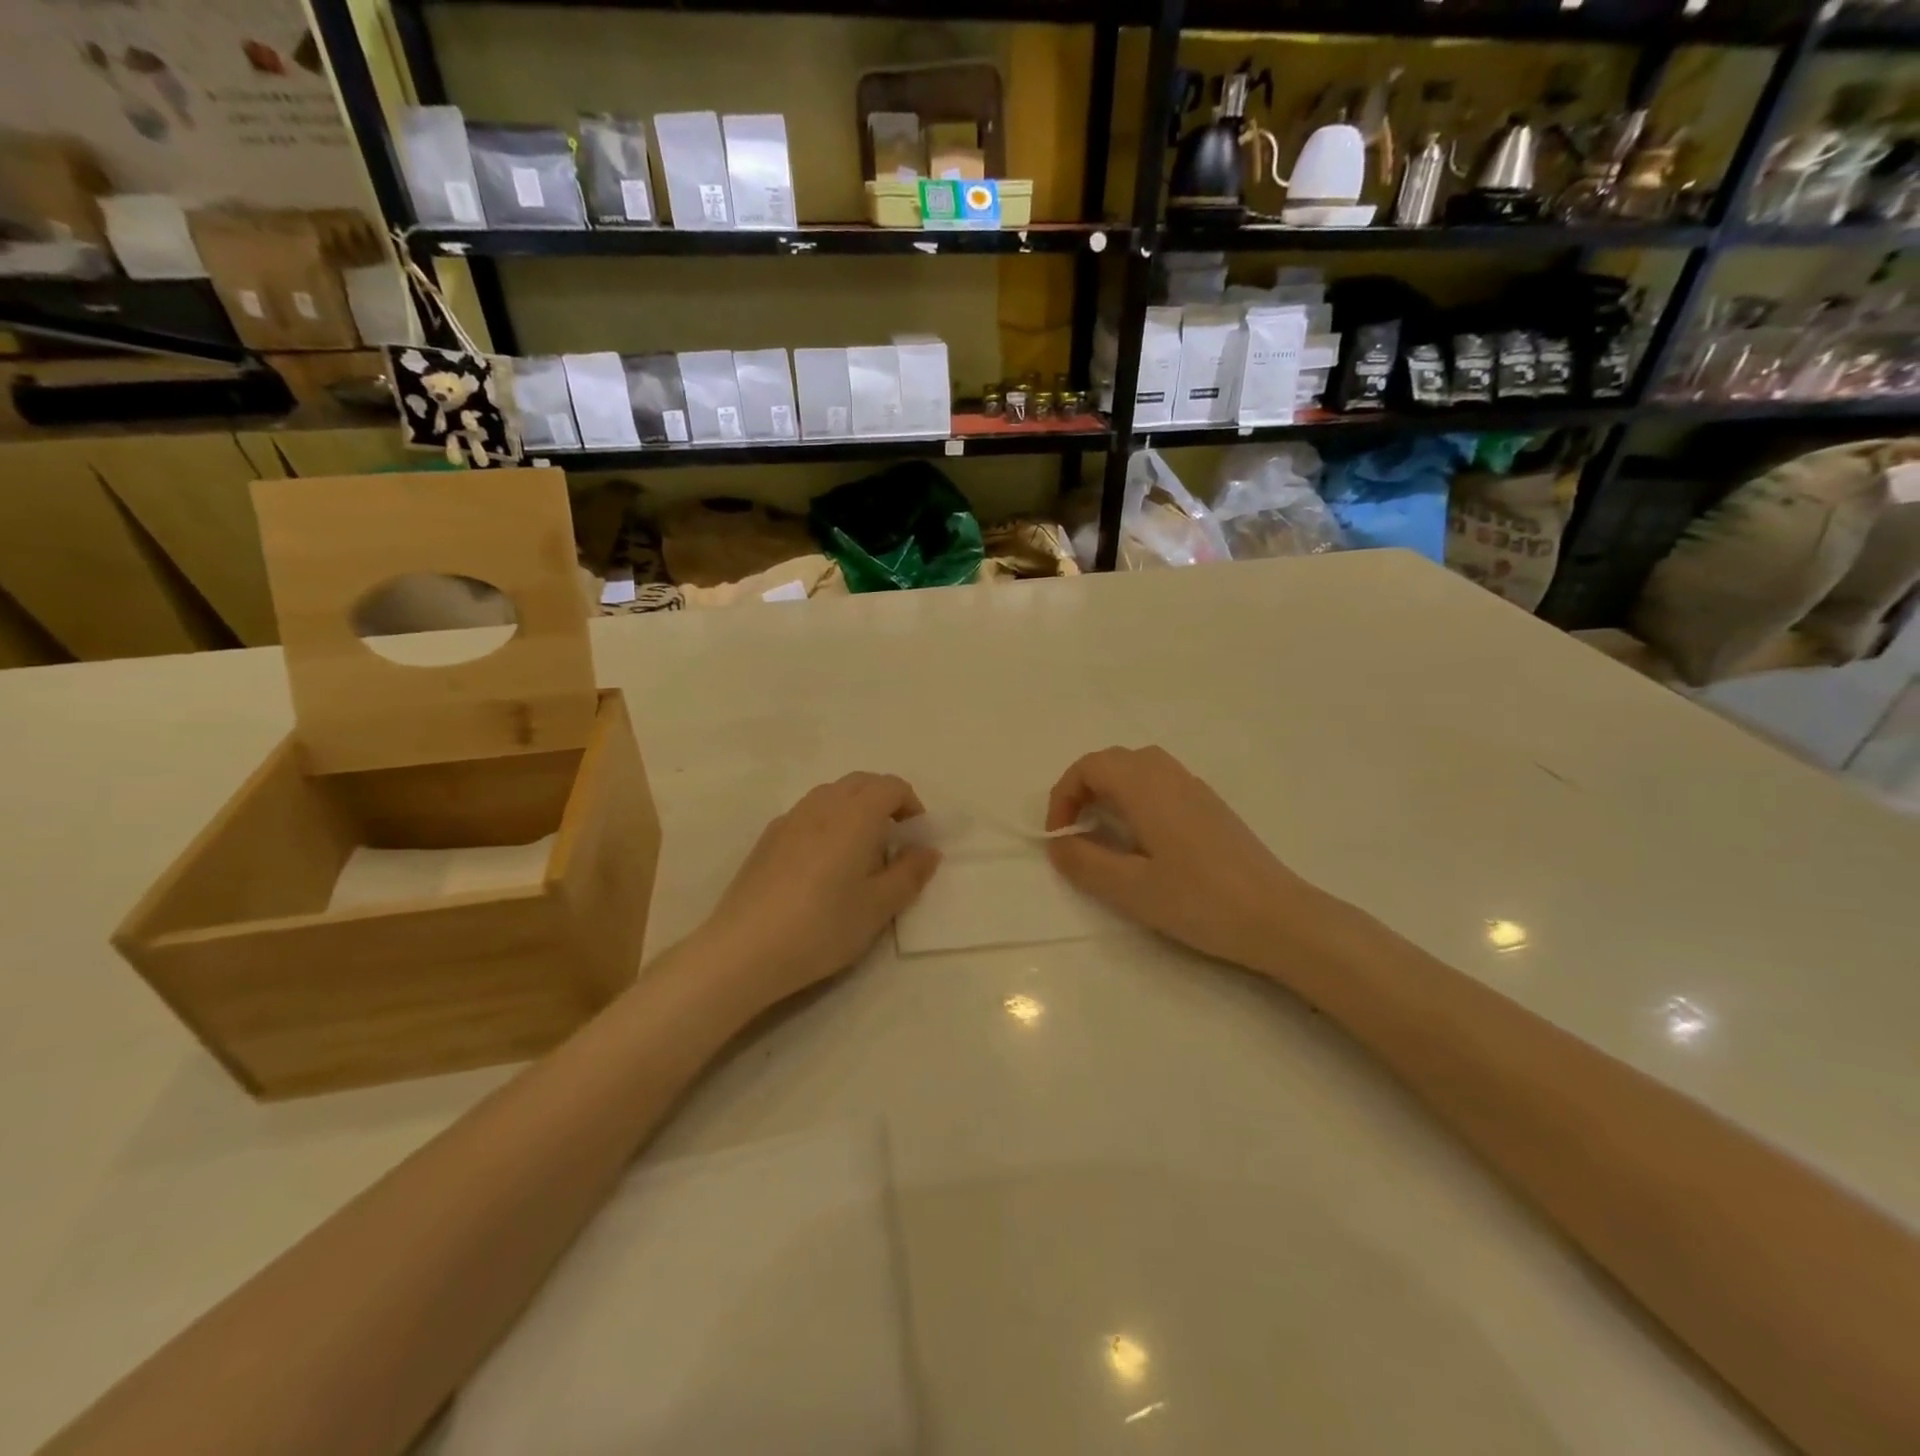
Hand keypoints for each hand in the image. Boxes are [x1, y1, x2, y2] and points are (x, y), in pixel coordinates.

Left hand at [692, 773, 940, 1015]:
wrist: (744, 950)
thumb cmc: (822, 927)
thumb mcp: (878, 908)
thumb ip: (909, 874)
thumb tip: (928, 850)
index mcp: (855, 816)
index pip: (891, 786)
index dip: (911, 804)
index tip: (915, 838)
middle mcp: (822, 805)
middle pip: (861, 782)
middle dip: (884, 800)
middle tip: (893, 841)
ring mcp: (790, 819)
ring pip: (831, 794)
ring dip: (854, 809)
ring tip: (858, 853)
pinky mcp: (767, 838)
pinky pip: (807, 813)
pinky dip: (827, 822)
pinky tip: (822, 865)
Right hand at [1045, 746, 1343, 973]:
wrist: (1278, 917)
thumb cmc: (1200, 901)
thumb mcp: (1131, 889)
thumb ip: (1085, 862)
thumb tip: (1058, 844)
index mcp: (1147, 789)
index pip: (1090, 766)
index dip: (1064, 795)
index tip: (1061, 837)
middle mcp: (1170, 776)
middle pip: (1114, 760)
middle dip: (1084, 789)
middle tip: (1077, 831)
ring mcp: (1195, 789)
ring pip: (1140, 767)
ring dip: (1112, 790)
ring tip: (1106, 833)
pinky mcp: (1211, 807)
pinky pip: (1162, 783)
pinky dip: (1137, 797)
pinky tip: (1146, 840)